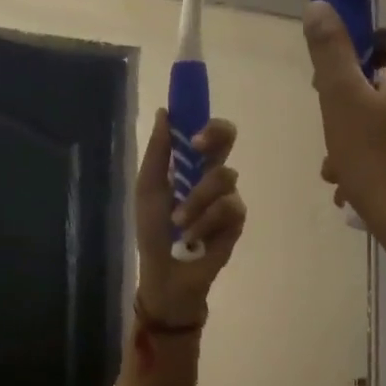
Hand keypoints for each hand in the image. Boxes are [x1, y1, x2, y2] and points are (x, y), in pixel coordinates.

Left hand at [133, 110, 246, 324]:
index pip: (205, 131)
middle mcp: (211, 175)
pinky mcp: (236, 221)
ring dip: (196, 201)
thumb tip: (164, 113)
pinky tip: (193, 238)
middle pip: (228, 139)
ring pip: (223, 178)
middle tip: (198, 149)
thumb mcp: (148, 190)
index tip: (191, 125)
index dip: (204, 119)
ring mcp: (226, 197)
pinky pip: (228, 207)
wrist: (166, 273)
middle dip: (215, 137)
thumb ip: (158, 153)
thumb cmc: (153, 232)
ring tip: (178, 224)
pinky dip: (206, 222)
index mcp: (188, 165)